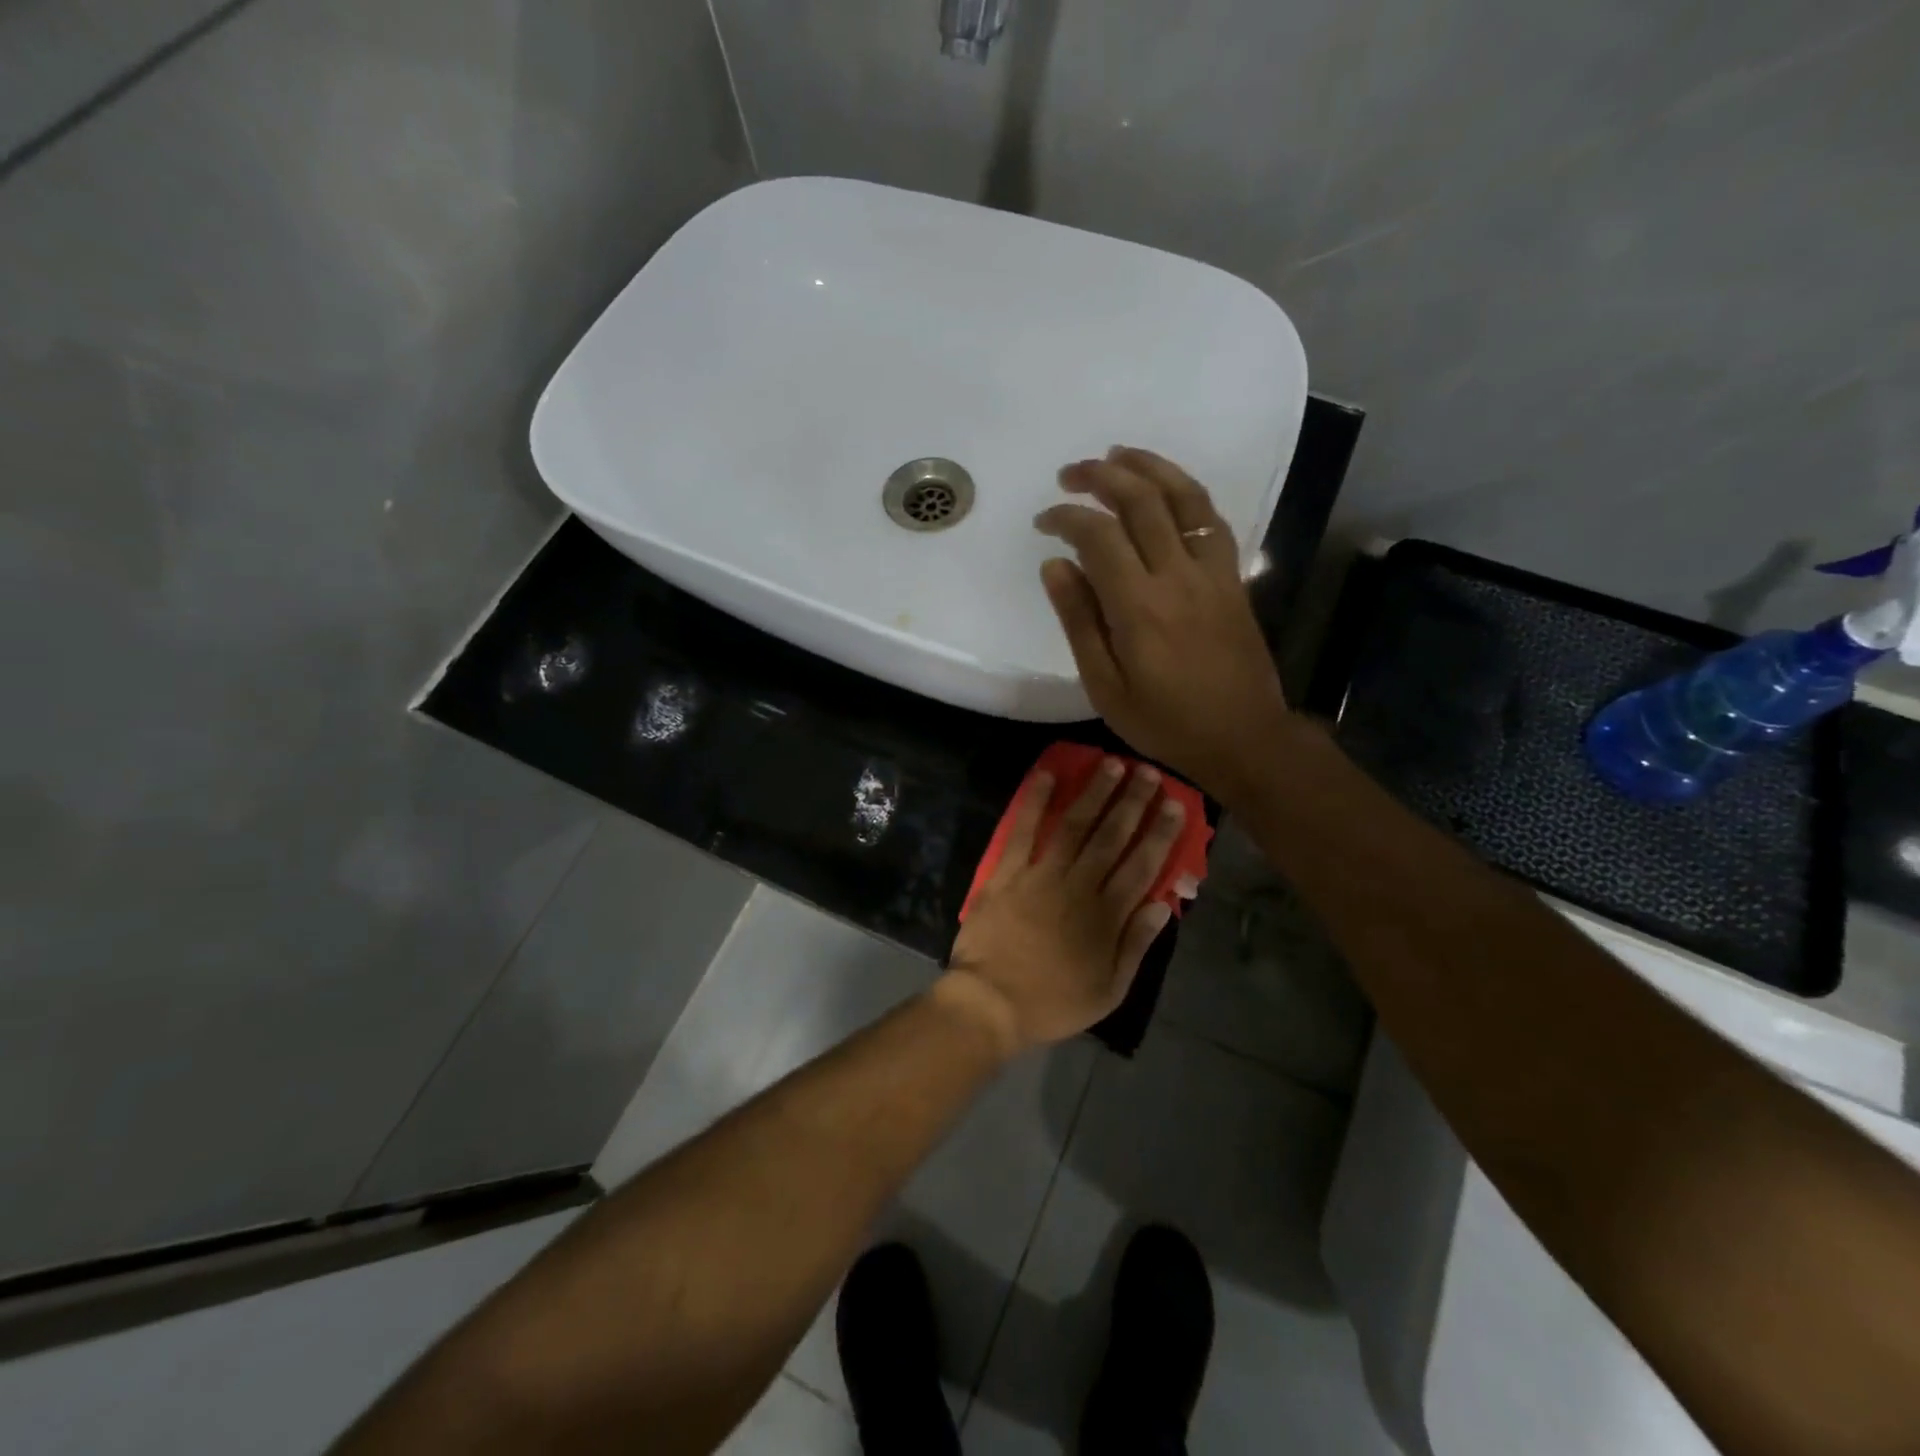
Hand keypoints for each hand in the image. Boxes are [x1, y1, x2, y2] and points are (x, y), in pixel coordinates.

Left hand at [943, 759, 1185, 1053]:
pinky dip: (1034, 802)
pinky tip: (1047, 776)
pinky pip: (1022, 831)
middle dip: (1133, 802)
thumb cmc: (1053, 1002)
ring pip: (1074, 825)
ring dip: (1094, 793)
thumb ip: (1136, 944)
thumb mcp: (1109, 990)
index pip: (1142, 866)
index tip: (1175, 806)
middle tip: (1148, 773)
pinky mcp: (1006, 873)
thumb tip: (1162, 904)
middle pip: (1111, 836)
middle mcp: (1078, 886)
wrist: (990, 1003)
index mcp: (1106, 916)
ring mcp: (1040, 875)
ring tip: (1111, 764)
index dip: (1160, 834)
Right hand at [1034, 447, 1294, 805]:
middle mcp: (1178, 576)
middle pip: (1141, 501)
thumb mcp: (1105, 687)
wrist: (1244, 737)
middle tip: (1070, 473)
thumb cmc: (1165, 722)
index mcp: (1139, 608)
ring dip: (1148, 467)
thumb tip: (1054, 566)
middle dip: (1101, 476)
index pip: (1098, 536)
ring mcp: (1212, 573)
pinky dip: (1186, 493)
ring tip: (1117, 454)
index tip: (1044, 521)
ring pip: (1183, 497)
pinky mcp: (1232, 578)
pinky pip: (1211, 519)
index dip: (1066, 517)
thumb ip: (1079, 622)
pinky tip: (1166, 489)